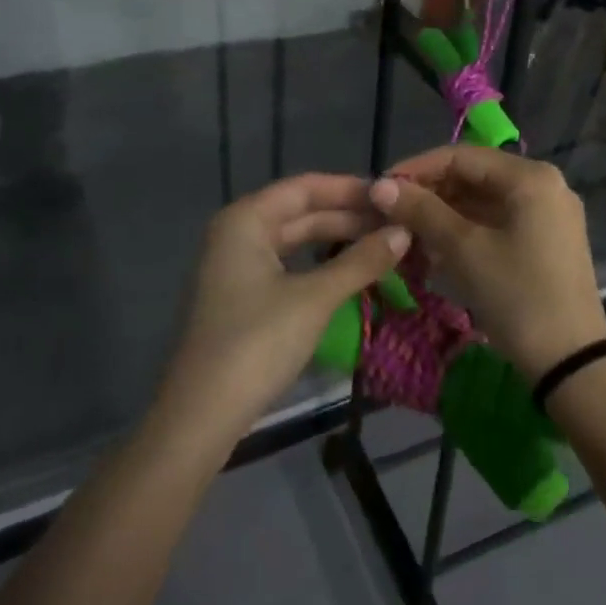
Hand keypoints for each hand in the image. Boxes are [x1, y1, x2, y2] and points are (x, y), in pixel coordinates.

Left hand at [154, 174, 408, 450]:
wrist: (200, 416)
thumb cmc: (257, 343)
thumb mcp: (315, 298)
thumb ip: (361, 261)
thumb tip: (405, 231)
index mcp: (245, 220)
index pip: (305, 188)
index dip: (350, 189)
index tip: (393, 196)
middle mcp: (236, 234)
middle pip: (299, 213)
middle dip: (348, 217)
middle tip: (397, 225)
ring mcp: (234, 267)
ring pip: (293, 241)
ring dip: (336, 242)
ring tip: (381, 246)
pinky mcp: (239, 298)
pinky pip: (286, 266)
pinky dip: (318, 266)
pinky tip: (348, 274)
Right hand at [371, 146, 605, 383]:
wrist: (571, 363)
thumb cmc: (516, 296)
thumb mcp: (464, 250)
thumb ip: (421, 211)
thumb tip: (380, 185)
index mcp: (531, 177)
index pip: (461, 156)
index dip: (417, 169)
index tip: (381, 189)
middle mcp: (545, 186)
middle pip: (475, 176)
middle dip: (430, 195)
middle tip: (391, 216)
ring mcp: (549, 215)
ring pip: (485, 202)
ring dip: (445, 216)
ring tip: (407, 237)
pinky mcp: (547, 241)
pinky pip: (499, 223)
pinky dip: (467, 232)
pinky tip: (436, 252)